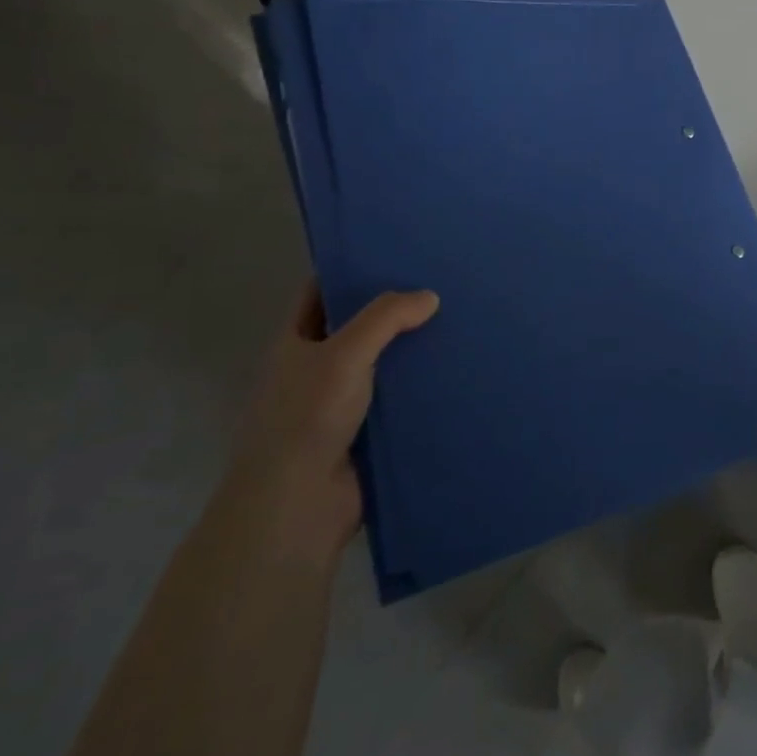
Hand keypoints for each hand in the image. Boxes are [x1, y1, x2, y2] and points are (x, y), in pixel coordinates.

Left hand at [223, 282, 439, 559]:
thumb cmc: (307, 418)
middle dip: (394, 309)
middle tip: (442, 283)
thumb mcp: (343, 353)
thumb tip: (430, 297)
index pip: (320, 293)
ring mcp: (342, 403)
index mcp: (295, 343)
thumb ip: (386, 318)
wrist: (299, 504)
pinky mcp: (369, 432)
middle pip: (358, 327)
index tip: (392, 251)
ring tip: (462, 322)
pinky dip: (423, 387)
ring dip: (414, 350)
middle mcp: (316, 369)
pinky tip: (459, 371)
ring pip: (384, 364)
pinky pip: (400, 399)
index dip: (350, 270)